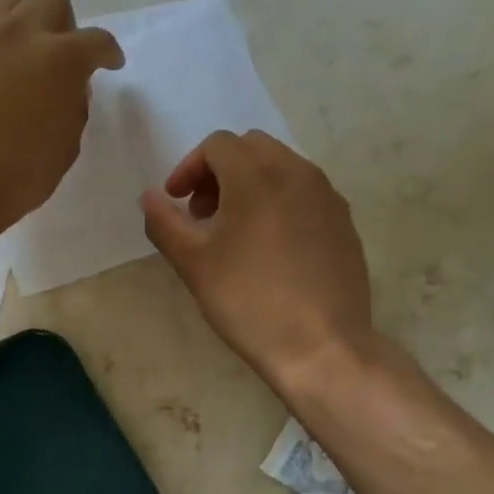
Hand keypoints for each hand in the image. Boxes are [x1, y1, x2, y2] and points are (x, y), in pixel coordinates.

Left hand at [0, 0, 123, 238]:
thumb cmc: (15, 177)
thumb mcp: (65, 147)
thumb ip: (72, 107)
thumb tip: (66, 88)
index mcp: (61, 59)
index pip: (97, 40)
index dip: (108, 52)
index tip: (109, 63)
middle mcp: (21, 34)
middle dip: (63, 24)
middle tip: (60, 56)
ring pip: (6, 0)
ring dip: (21, 20)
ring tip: (18, 53)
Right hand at [141, 131, 372, 394]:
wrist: (322, 348)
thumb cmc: (249, 301)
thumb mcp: (193, 263)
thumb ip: (164, 221)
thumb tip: (149, 196)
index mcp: (257, 176)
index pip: (218, 145)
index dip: (188, 168)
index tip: (177, 202)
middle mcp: (297, 173)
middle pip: (251, 147)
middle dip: (219, 170)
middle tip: (203, 212)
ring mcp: (327, 196)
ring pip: (281, 165)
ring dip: (250, 182)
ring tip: (234, 229)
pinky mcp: (344, 221)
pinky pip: (305, 191)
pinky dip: (279, 199)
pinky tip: (270, 244)